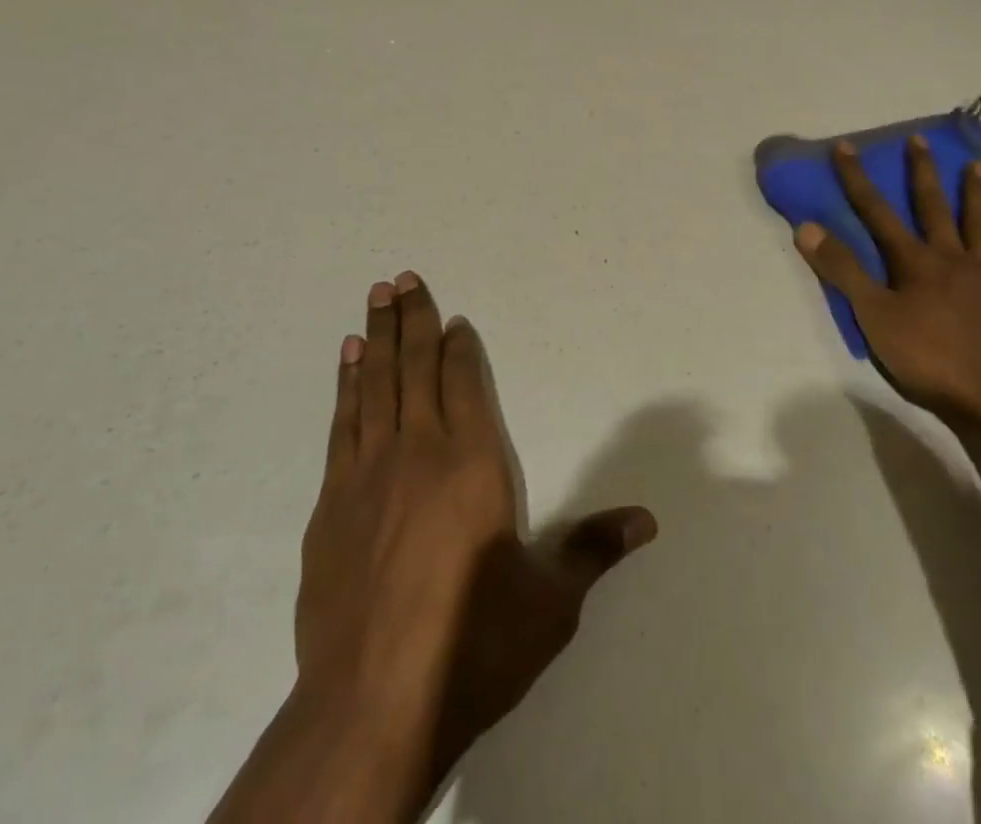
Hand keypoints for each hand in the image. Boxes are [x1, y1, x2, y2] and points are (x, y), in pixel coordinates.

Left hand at [293, 271, 655, 806]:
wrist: (371, 704)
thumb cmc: (473, 645)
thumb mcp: (549, 602)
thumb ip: (594, 549)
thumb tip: (649, 520)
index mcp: (473, 463)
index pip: (465, 383)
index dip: (460, 347)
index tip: (455, 318)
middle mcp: (419, 451)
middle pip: (415, 367)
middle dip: (413, 319)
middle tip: (402, 277)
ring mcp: (368, 473)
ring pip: (375, 384)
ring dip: (377, 337)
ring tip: (375, 297)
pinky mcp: (331, 502)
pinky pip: (343, 423)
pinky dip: (347, 385)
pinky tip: (348, 361)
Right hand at [795, 136, 980, 436]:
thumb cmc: (931, 359)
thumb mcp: (874, 317)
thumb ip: (843, 271)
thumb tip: (806, 226)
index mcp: (914, 262)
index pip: (876, 212)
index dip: (857, 179)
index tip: (846, 146)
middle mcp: (951, 258)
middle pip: (932, 208)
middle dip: (921, 172)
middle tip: (919, 140)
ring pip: (979, 226)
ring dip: (975, 194)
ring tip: (975, 165)